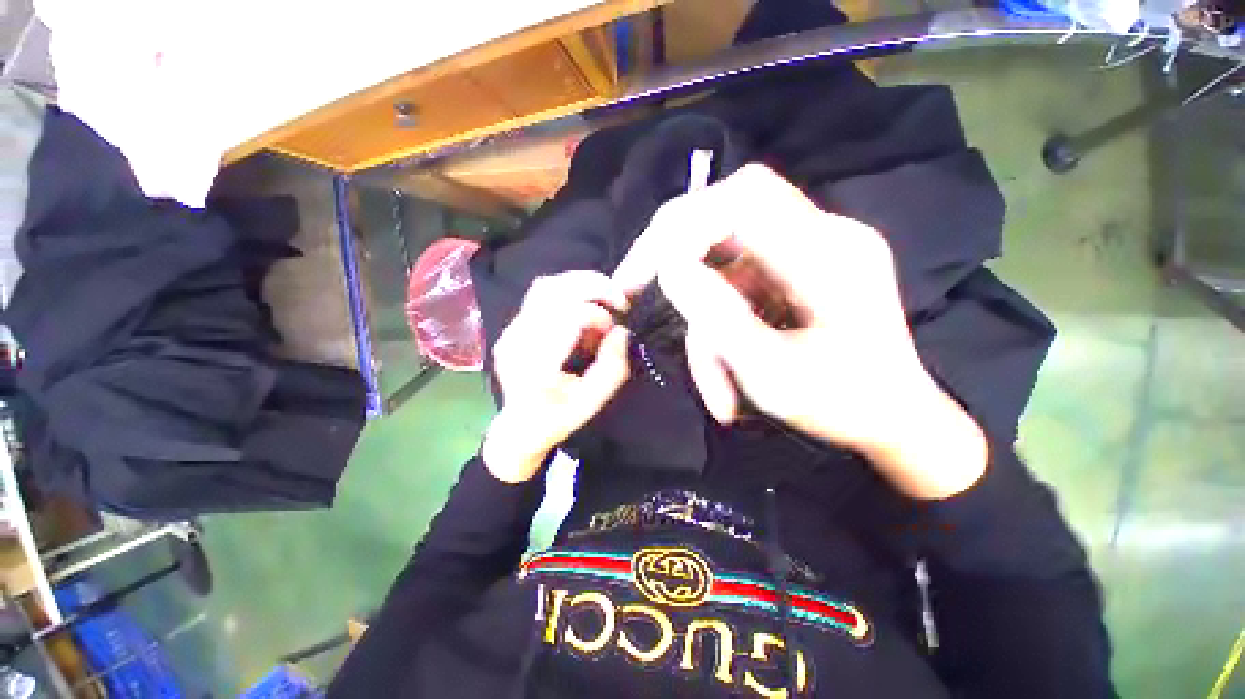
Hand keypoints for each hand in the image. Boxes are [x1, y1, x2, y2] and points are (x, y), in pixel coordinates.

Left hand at [482, 271, 630, 482]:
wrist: (519, 427)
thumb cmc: (558, 418)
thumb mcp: (593, 401)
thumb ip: (612, 367)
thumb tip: (621, 331)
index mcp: (536, 364)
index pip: (567, 317)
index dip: (597, 315)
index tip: (613, 329)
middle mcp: (518, 340)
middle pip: (554, 290)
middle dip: (594, 286)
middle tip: (618, 300)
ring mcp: (510, 330)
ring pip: (546, 285)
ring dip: (581, 283)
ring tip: (604, 298)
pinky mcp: (512, 326)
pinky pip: (541, 294)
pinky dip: (569, 291)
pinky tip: (584, 304)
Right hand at [613, 165, 986, 498]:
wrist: (895, 421)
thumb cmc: (844, 406)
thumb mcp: (773, 374)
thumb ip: (718, 317)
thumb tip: (668, 266)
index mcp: (830, 254)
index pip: (745, 197)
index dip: (684, 223)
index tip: (646, 270)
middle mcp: (822, 236)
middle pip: (728, 213)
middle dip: (675, 251)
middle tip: (638, 288)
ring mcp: (808, 252)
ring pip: (725, 259)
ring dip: (702, 312)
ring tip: (712, 377)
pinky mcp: (795, 271)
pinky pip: (737, 281)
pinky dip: (719, 321)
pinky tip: (724, 365)